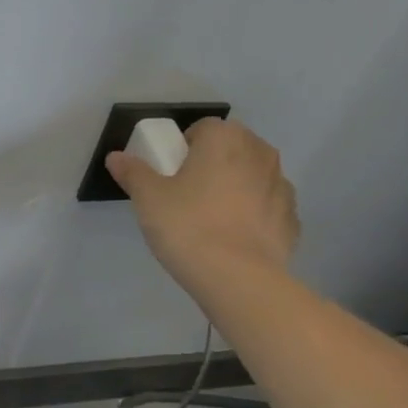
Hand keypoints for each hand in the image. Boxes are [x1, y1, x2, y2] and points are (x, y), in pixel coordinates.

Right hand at [105, 117, 299, 298]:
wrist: (238, 278)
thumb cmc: (188, 227)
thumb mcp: (148, 199)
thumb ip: (132, 172)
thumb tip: (116, 157)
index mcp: (225, 139)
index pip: (202, 129)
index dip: (183, 149)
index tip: (170, 175)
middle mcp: (260, 152)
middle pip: (231, 149)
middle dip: (212, 165)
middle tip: (187, 197)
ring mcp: (282, 185)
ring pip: (252, 177)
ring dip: (235, 188)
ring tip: (211, 221)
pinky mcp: (292, 219)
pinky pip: (267, 208)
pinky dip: (253, 216)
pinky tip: (233, 240)